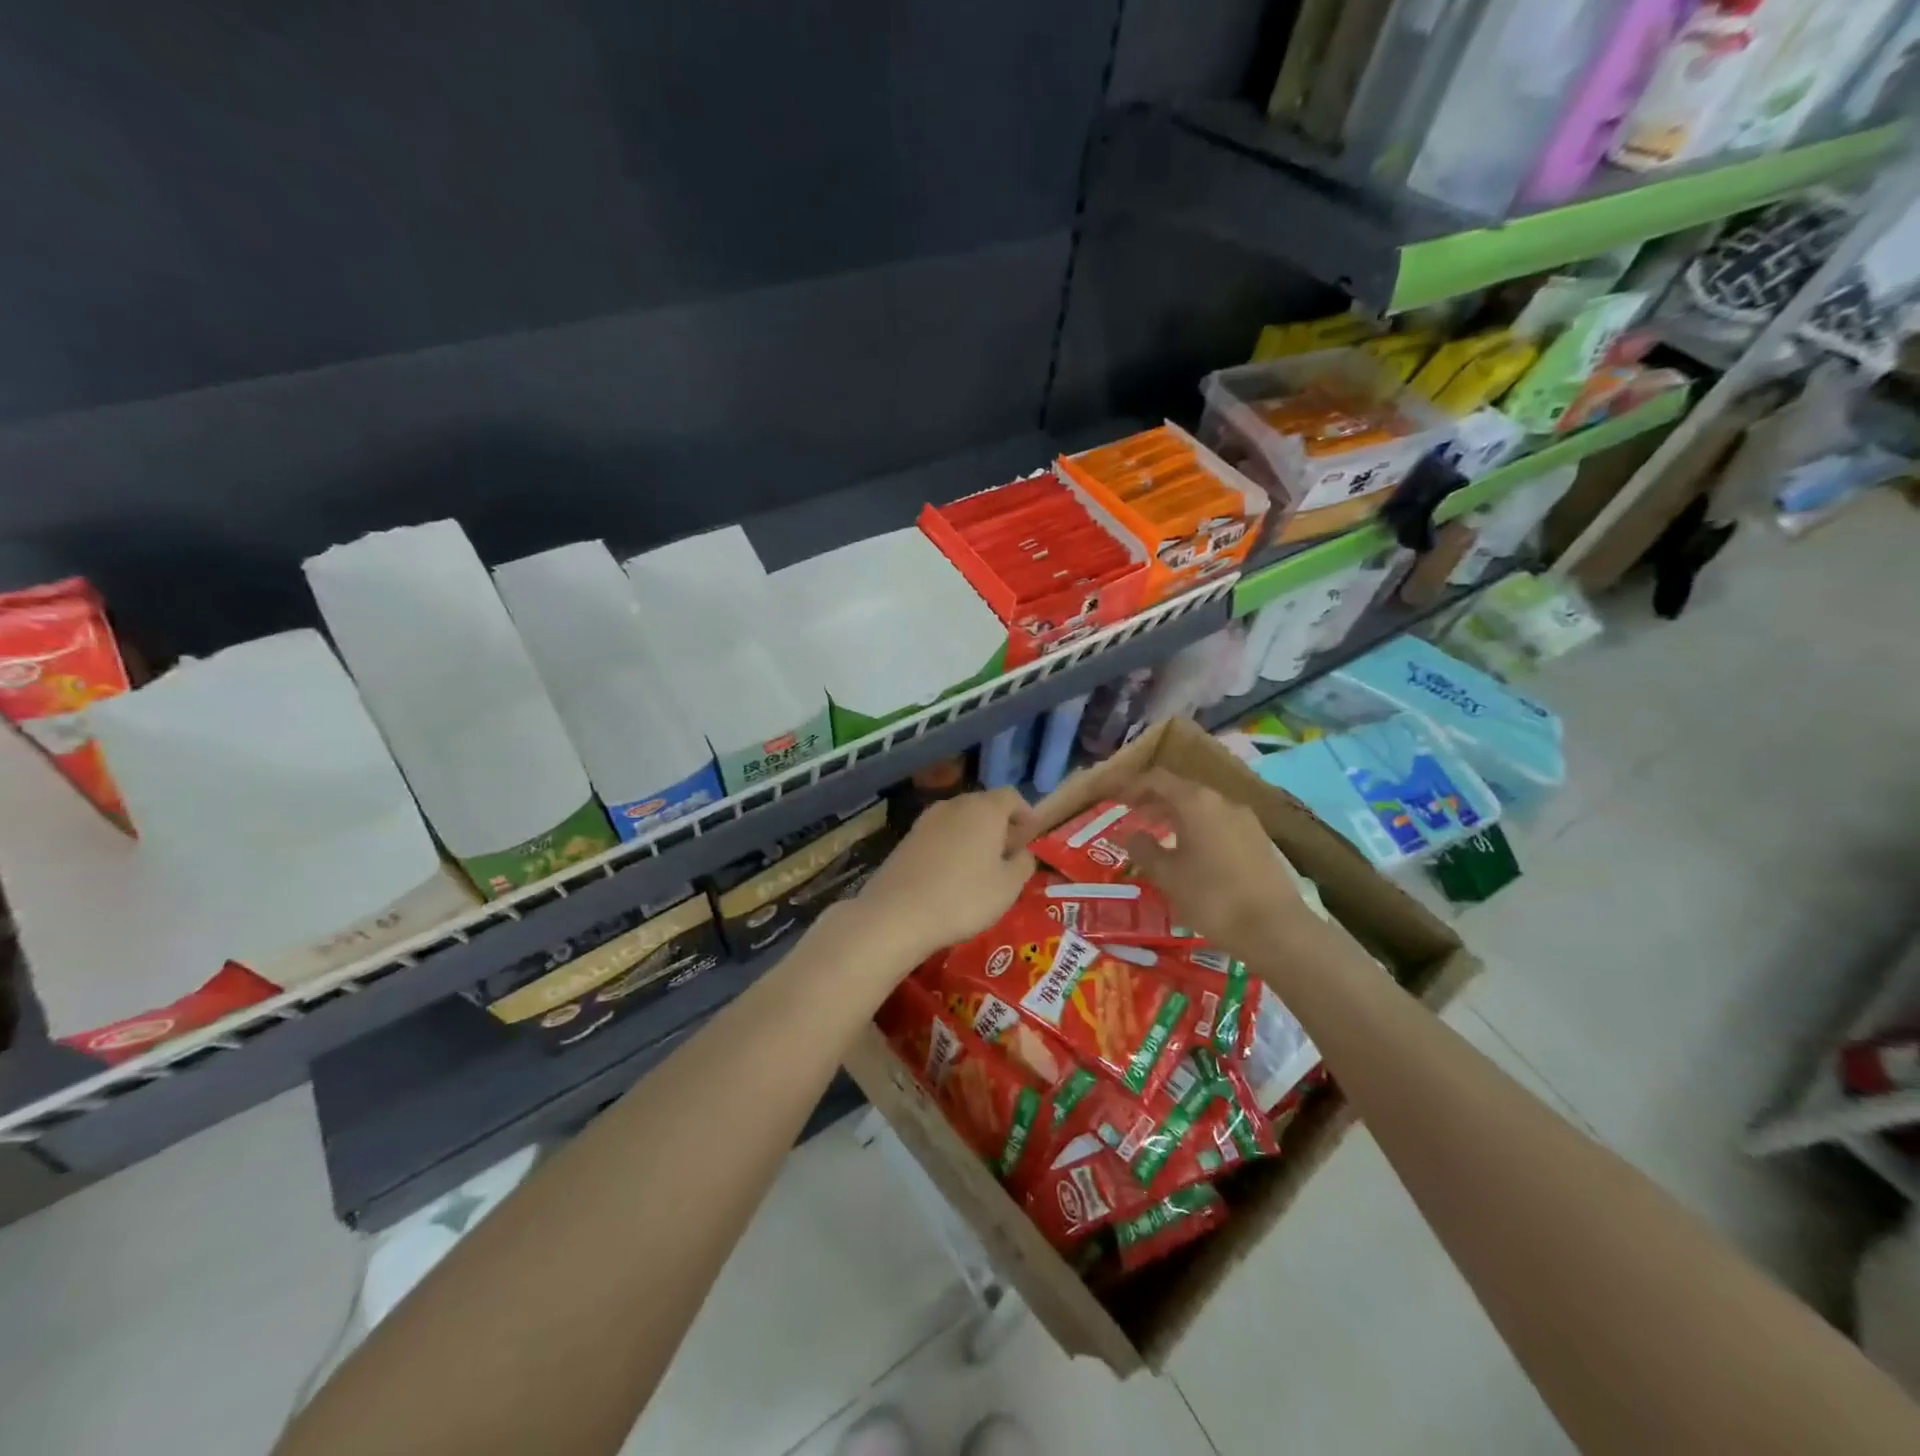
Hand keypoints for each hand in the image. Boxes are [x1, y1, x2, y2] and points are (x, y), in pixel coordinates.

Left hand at [846, 789, 1035, 965]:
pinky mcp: (906, 838)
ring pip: (959, 818)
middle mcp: (954, 805)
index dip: (1024, 812)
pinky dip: (950, 845)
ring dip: (972, 834)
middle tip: (1007, 853)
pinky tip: (950, 874)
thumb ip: (1023, 863)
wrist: (897, 913)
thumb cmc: (964, 898)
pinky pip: (939, 834)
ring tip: (979, 866)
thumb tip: (1022, 852)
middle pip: (983, 804)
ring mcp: (926, 819)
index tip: (1029, 835)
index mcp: (984, 809)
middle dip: (998, 824)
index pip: (1011, 795)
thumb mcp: (1008, 887)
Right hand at [1116, 767, 1319, 960]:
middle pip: (1181, 790)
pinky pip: (1219, 824)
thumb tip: (1132, 834)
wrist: (1275, 929)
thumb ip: (1144, 849)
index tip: (1113, 797)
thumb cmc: (1212, 897)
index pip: (1157, 780)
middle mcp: (1222, 802)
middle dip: (1154, 801)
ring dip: (1176, 816)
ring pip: (1202, 808)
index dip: (1132, 786)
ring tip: (1157, 835)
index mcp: (1196, 802)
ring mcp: (1245, 820)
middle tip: (1132, 816)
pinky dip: (1197, 829)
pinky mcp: (1259, 841)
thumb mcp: (1167, 876)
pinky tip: (1189, 853)